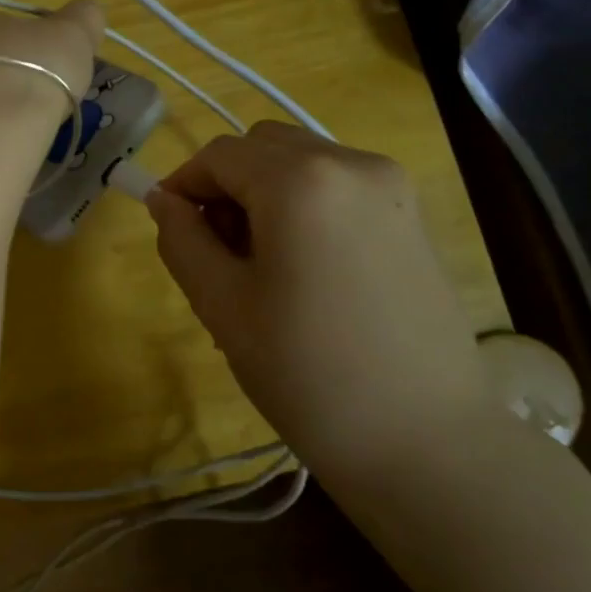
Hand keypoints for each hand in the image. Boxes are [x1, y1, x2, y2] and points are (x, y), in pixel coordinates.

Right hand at [146, 122, 486, 470]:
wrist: (427, 443)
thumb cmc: (307, 374)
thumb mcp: (222, 305)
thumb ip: (182, 239)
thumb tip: (163, 201)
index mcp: (300, 181)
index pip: (219, 155)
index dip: (183, 184)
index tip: (168, 227)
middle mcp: (352, 163)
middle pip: (263, 147)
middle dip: (227, 185)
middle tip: (218, 250)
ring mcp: (392, 187)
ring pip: (302, 163)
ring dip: (265, 193)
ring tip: (262, 265)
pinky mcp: (413, 215)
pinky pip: (338, 186)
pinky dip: (305, 205)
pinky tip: (306, 269)